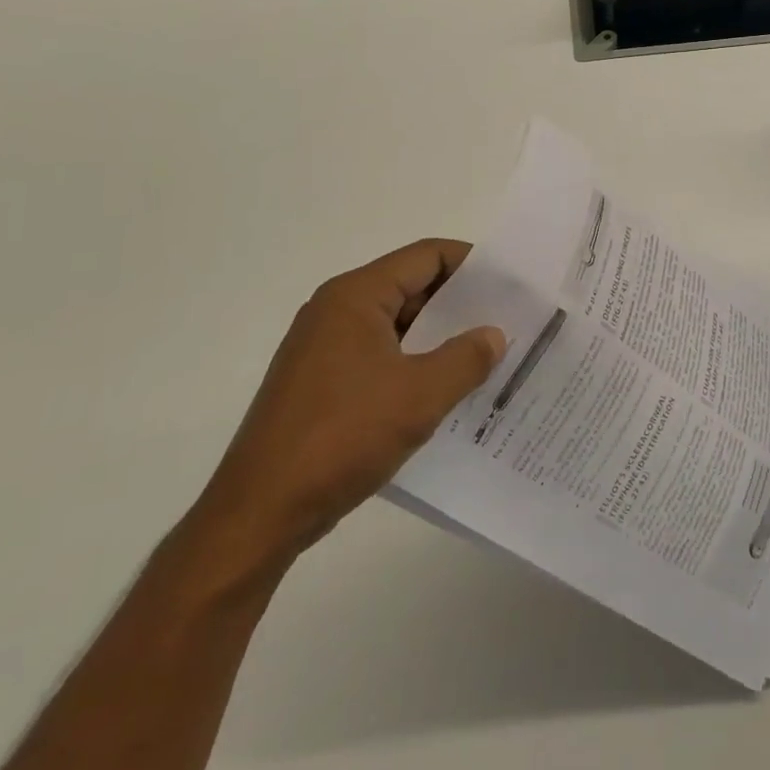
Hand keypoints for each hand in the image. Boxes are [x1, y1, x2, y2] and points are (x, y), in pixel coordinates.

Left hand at [190, 240, 504, 571]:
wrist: (259, 513)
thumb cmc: (342, 438)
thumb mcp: (421, 396)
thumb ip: (466, 358)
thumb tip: (494, 335)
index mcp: (356, 296)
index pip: (426, 256)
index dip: (471, 263)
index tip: (510, 284)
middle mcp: (335, 310)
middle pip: (410, 286)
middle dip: (459, 304)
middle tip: (506, 322)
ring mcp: (323, 348)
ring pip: (396, 325)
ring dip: (437, 338)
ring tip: (483, 358)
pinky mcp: (319, 383)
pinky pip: (378, 356)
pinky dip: (413, 364)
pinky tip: (442, 392)